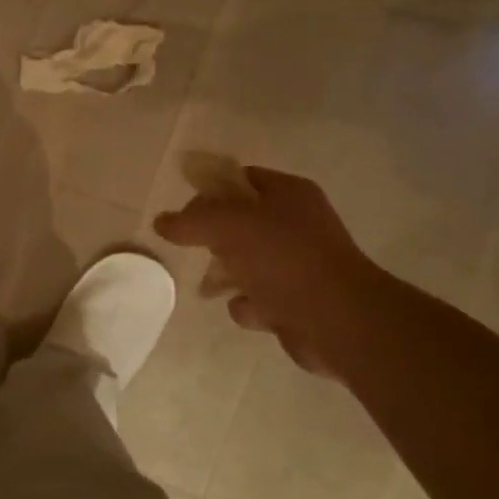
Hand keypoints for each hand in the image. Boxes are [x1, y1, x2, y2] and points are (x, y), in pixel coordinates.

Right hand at [153, 165, 395, 375]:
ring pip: (246, 263)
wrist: (337, 320)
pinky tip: (250, 310)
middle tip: (199, 249)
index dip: (210, 191)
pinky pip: (258, 298)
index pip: (241, 179)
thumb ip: (190, 220)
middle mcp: (296, 224)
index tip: (185, 212)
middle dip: (214, 239)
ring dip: (227, 275)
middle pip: (240, 223)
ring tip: (215, 287)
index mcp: (289, 194)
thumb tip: (161, 221)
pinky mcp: (297, 302)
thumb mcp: (228, 225)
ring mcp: (299, 265)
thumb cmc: (283, 258)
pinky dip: (248, 305)